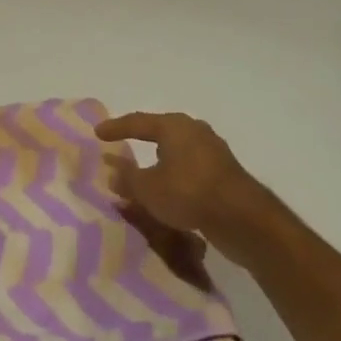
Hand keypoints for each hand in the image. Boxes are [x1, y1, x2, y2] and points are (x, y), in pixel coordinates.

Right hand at [96, 112, 272, 267]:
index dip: (116, 128)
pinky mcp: (225, 173)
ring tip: (147, 172)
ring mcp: (213, 150)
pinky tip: (171, 190)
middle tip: (124, 145)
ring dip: (161, 161)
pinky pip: (191, 168)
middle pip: (161, 132)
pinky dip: (176, 175)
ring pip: (178, 151)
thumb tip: (111, 171)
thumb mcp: (148, 189)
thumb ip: (127, 179)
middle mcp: (194, 130)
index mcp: (173, 126)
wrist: (243, 218)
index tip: (98, 133)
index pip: (137, 122)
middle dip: (142, 140)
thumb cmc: (188, 193)